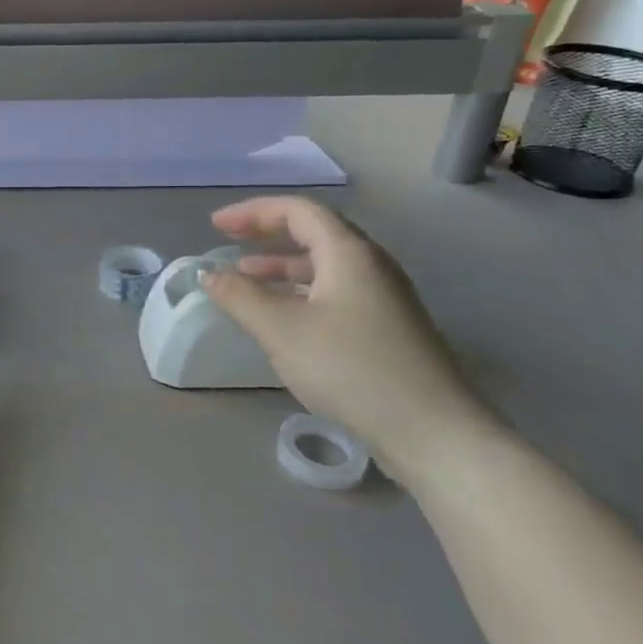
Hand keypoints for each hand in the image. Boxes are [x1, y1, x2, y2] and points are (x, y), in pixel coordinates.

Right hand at [200, 197, 497, 483]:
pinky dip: (300, 291)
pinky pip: (335, 292)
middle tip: (228, 242)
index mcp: (349, 253)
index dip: (253, 212)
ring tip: (245, 280)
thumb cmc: (351, 368)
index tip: (216, 226)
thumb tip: (209, 274)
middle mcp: (371, 266)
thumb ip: (240, 296)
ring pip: (325, 266)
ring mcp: (384, 298)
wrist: (433, 432)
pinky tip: (282, 317)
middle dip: (267, 234)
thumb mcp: (282, 330)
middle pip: (314, 233)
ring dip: (281, 266)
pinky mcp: (387, 329)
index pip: (298, 211)